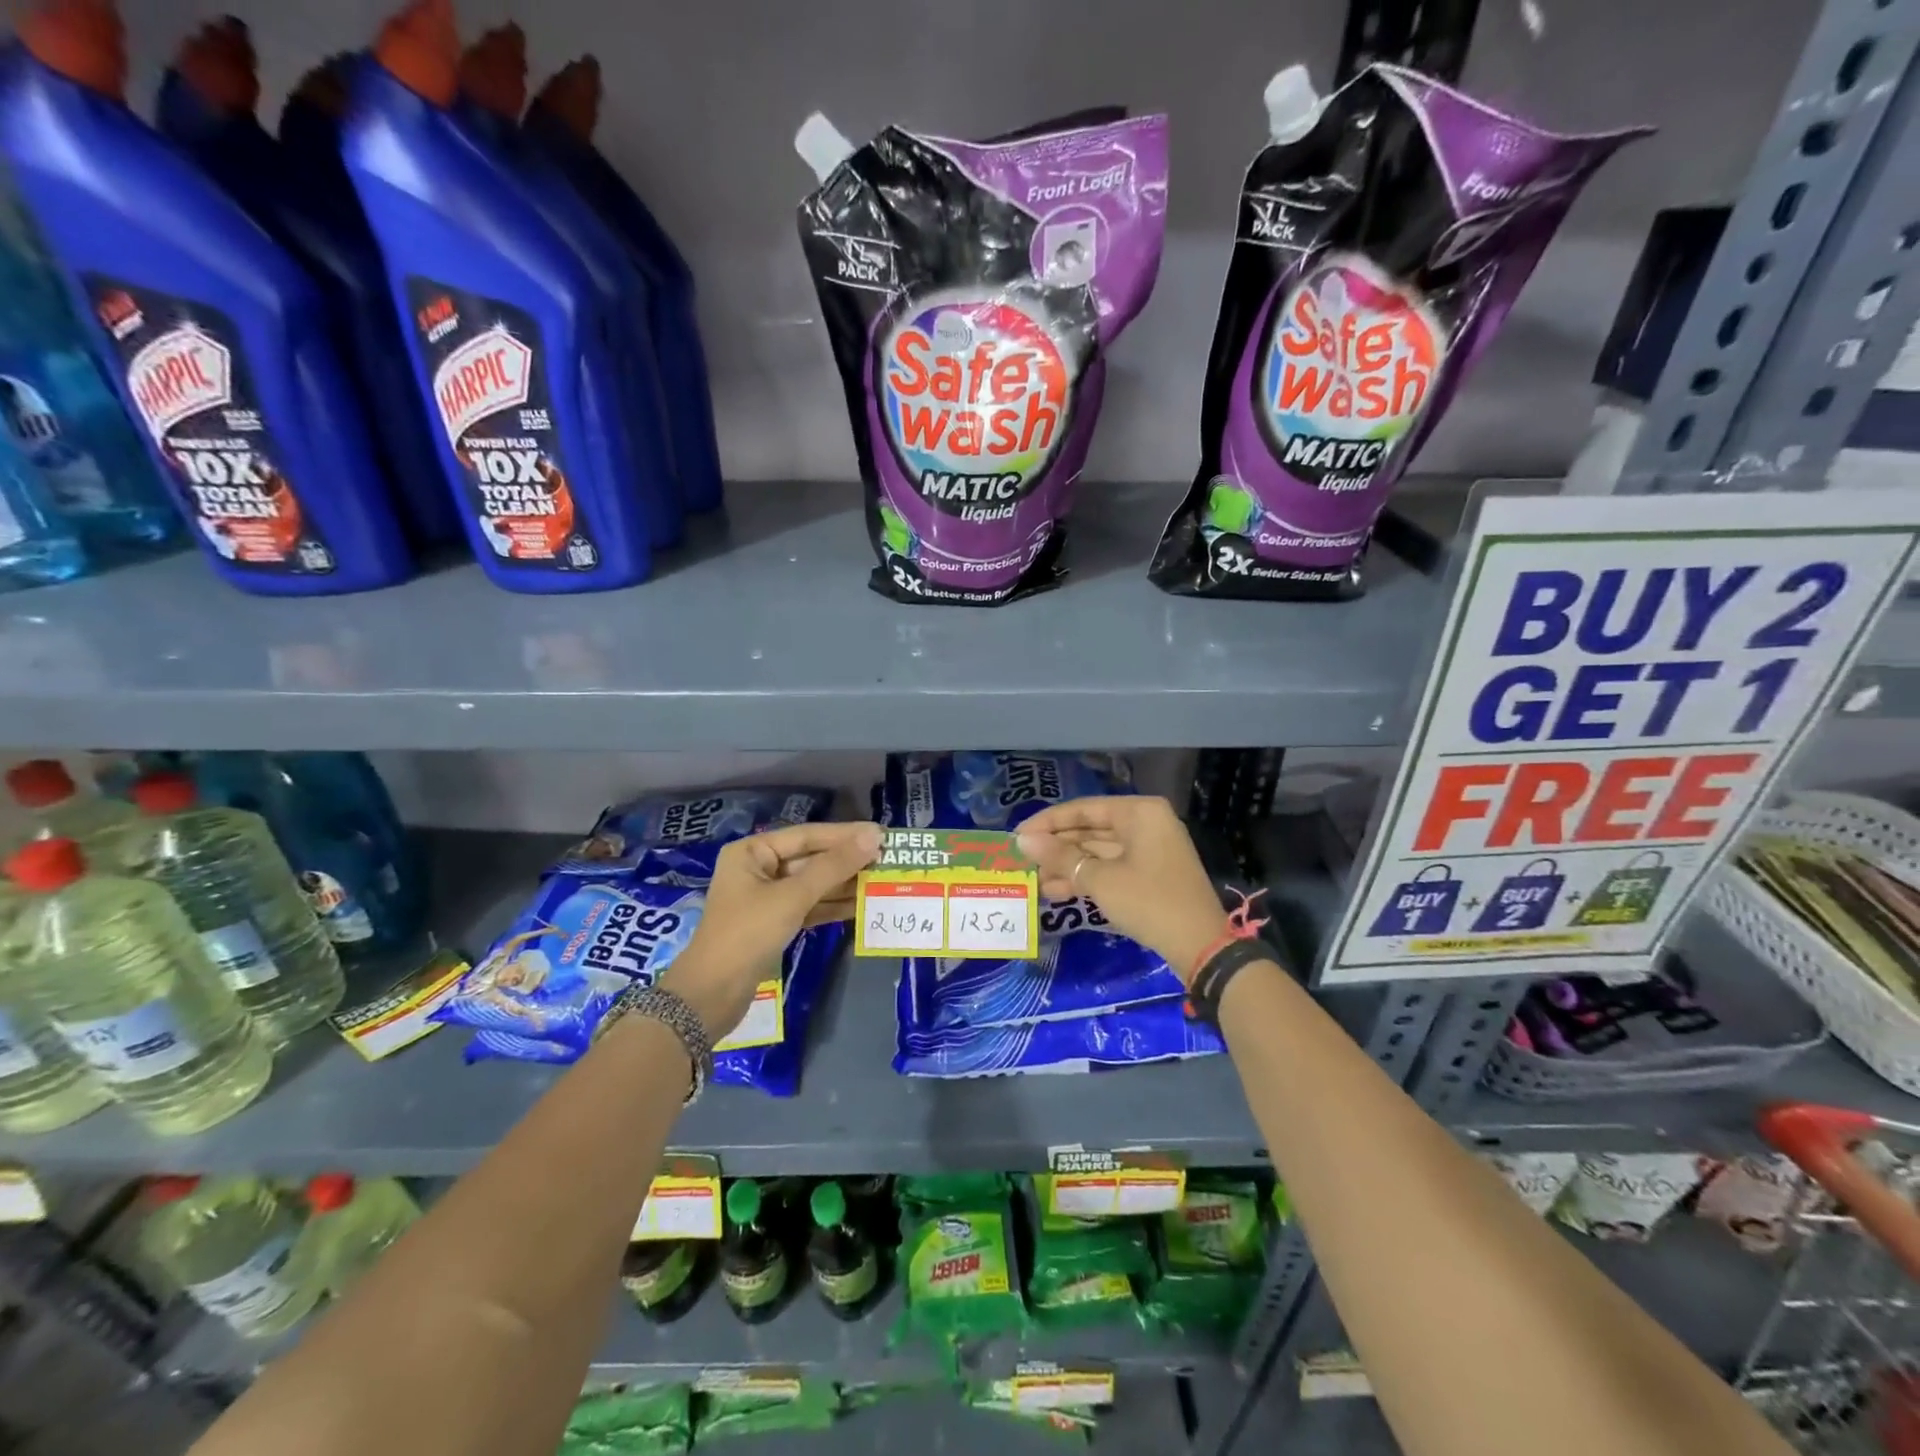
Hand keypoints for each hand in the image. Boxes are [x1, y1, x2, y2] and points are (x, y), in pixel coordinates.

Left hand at [662, 821, 881, 1039]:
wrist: (712, 995)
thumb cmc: (748, 934)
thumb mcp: (793, 897)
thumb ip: (834, 867)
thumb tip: (873, 838)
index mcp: (753, 852)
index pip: (807, 835)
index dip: (845, 835)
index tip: (882, 835)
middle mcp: (759, 868)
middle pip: (811, 859)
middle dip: (847, 861)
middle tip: (888, 859)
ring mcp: (766, 898)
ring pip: (813, 884)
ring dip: (845, 885)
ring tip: (882, 881)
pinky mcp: (774, 924)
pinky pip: (809, 907)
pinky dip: (833, 907)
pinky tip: (862, 906)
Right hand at [1016, 797, 1227, 983]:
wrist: (1201, 947)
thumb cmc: (1149, 901)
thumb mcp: (1099, 879)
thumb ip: (1060, 857)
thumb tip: (1023, 840)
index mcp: (1139, 812)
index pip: (1083, 809)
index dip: (1048, 822)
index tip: (1017, 835)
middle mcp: (1146, 823)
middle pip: (1091, 829)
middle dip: (1057, 847)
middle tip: (1023, 860)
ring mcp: (1151, 850)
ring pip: (1099, 851)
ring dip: (1068, 865)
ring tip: (1035, 881)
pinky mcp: (1151, 875)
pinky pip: (1112, 868)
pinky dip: (1087, 878)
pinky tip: (1057, 891)